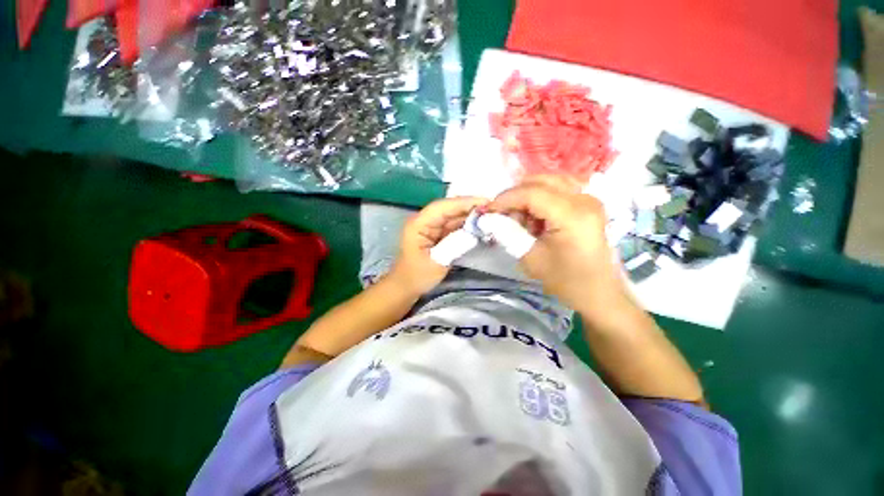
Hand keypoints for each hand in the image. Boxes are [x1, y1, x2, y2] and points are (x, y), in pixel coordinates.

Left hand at [389, 196, 488, 295]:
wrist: (407, 287)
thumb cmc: (417, 276)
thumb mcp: (436, 263)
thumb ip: (454, 246)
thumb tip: (474, 232)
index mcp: (418, 224)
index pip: (442, 207)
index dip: (463, 203)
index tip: (485, 202)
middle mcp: (425, 220)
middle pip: (449, 208)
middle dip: (471, 207)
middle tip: (494, 209)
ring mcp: (432, 226)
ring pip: (454, 216)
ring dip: (471, 216)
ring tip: (492, 216)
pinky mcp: (438, 233)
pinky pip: (455, 225)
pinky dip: (468, 225)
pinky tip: (481, 226)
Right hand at [487, 175, 622, 310]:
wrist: (598, 291)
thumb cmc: (565, 279)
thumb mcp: (530, 258)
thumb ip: (508, 233)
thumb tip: (488, 217)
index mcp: (572, 215)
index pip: (531, 193)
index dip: (505, 198)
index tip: (489, 210)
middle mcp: (584, 199)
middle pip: (540, 181)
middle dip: (516, 195)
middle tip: (504, 214)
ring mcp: (589, 198)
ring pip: (549, 180)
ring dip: (528, 194)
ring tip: (521, 216)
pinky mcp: (589, 202)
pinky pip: (559, 188)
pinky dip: (542, 196)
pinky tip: (537, 215)